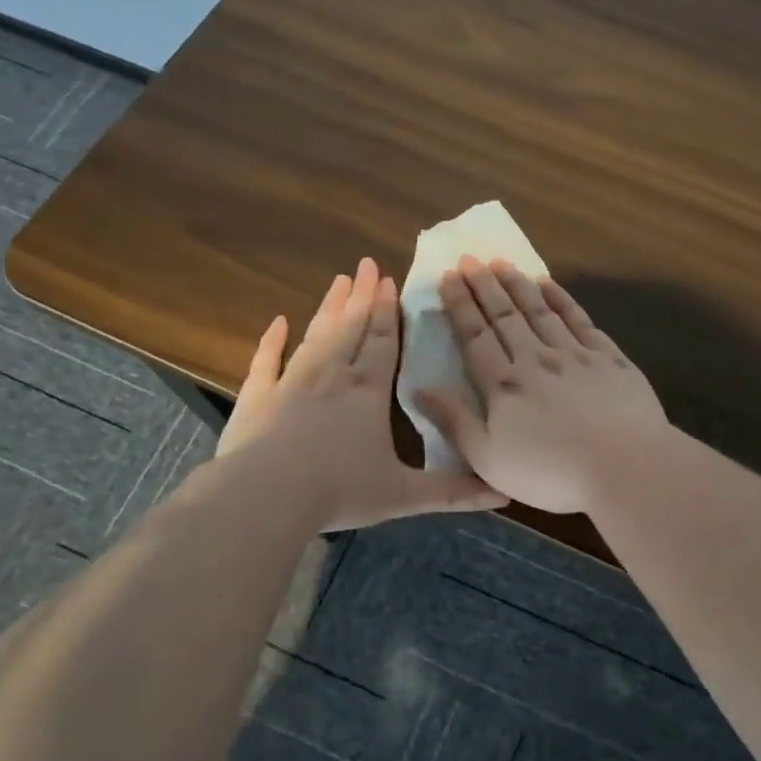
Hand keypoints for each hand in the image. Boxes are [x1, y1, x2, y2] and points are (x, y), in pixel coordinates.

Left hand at [215, 257, 506, 529]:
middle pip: (352, 326)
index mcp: (369, 391)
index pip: (384, 341)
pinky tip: (278, 321)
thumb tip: (502, 494)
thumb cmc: (339, 491)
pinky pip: (266, 361)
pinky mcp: (258, 396)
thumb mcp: (403, 495)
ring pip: (317, 335)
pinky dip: (272, 340)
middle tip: (368, 264)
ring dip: (330, 307)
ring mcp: (292, 381)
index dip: (389, 311)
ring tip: (339, 280)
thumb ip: (452, 492)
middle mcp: (333, 375)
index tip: (390, 280)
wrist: (267, 496)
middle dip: (363, 296)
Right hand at [415, 257, 669, 513]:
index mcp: (504, 385)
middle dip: (484, 285)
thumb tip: (418, 388)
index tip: (449, 277)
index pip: (475, 336)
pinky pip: (579, 319)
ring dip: (518, 284)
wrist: (625, 467)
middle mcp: (535, 359)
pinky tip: (550, 284)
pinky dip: (562, 299)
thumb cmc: (550, 473)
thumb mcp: (488, 460)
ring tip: (501, 262)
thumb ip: (454, 422)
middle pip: (504, 316)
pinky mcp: (609, 358)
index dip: (460, 306)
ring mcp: (574, 355)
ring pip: (540, 310)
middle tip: (470, 258)